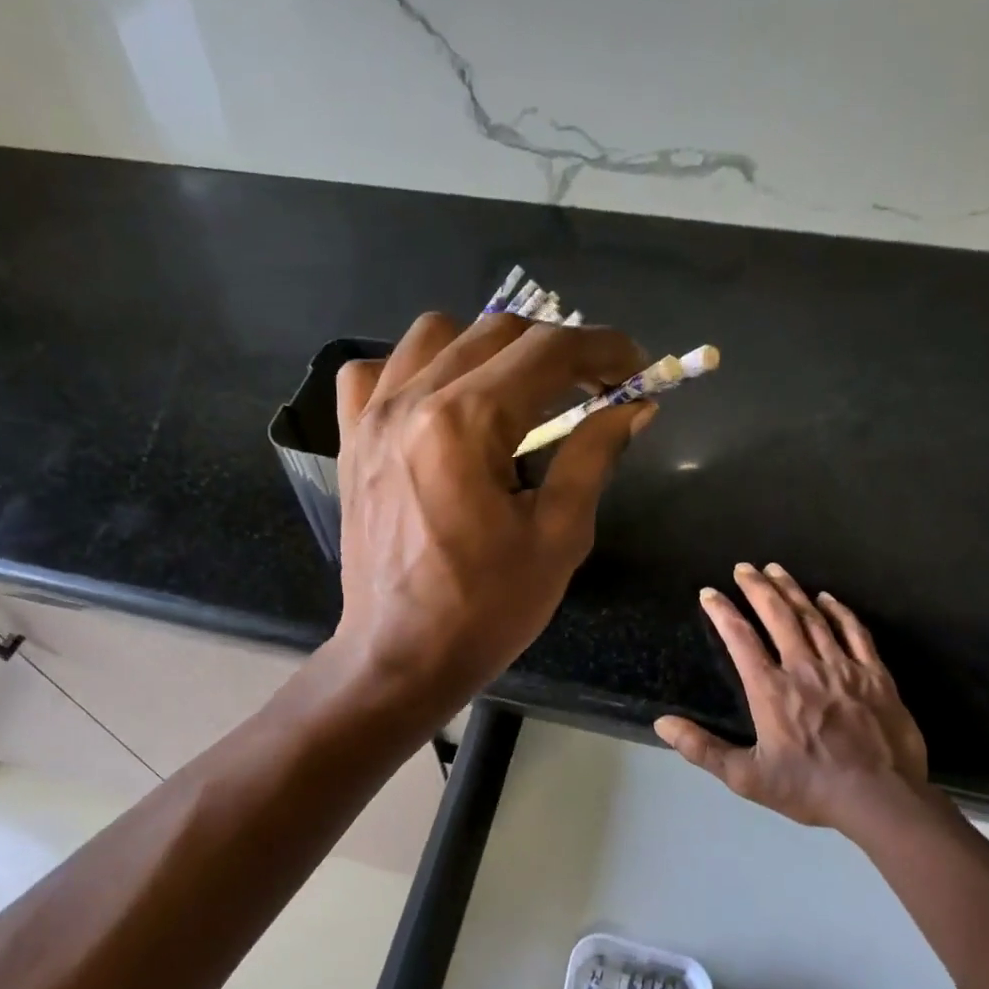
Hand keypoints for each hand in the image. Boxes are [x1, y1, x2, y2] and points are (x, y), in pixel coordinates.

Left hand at [330, 310, 654, 719]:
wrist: (401, 656)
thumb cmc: (485, 610)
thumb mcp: (558, 538)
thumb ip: (593, 457)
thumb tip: (633, 407)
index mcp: (465, 423)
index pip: (547, 351)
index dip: (604, 348)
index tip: (637, 367)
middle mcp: (411, 400)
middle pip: (496, 332)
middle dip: (557, 349)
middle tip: (592, 388)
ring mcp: (371, 417)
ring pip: (435, 335)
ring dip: (489, 348)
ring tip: (517, 393)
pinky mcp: (351, 441)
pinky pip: (373, 372)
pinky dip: (414, 370)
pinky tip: (438, 404)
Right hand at [655, 562, 927, 834]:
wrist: (881, 799)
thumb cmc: (810, 788)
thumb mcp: (746, 777)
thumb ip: (702, 749)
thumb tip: (662, 723)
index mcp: (770, 690)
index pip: (740, 638)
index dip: (722, 611)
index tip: (709, 593)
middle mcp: (804, 668)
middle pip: (777, 616)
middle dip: (757, 588)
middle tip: (744, 567)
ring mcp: (843, 668)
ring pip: (813, 617)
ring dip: (792, 590)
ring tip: (777, 570)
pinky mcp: (875, 675)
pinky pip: (855, 632)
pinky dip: (839, 611)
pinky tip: (827, 598)